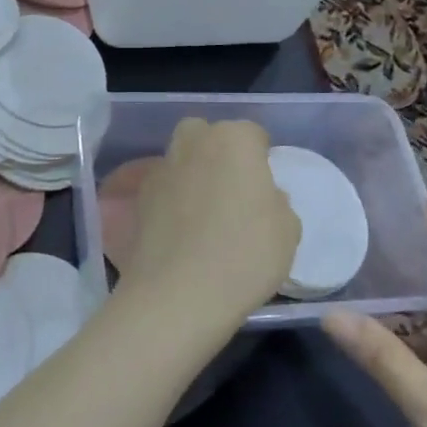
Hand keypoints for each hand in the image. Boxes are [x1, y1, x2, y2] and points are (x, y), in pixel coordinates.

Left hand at [118, 119, 299, 333]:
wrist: (178, 292)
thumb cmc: (245, 254)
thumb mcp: (287, 229)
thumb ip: (276, 201)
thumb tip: (261, 196)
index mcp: (233, 139)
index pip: (252, 134)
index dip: (260, 157)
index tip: (264, 186)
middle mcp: (193, 142)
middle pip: (207, 135)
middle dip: (218, 152)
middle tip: (233, 190)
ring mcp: (161, 167)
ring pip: (181, 158)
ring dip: (193, 174)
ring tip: (206, 213)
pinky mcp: (139, 196)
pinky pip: (164, 188)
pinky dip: (173, 199)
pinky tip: (182, 230)